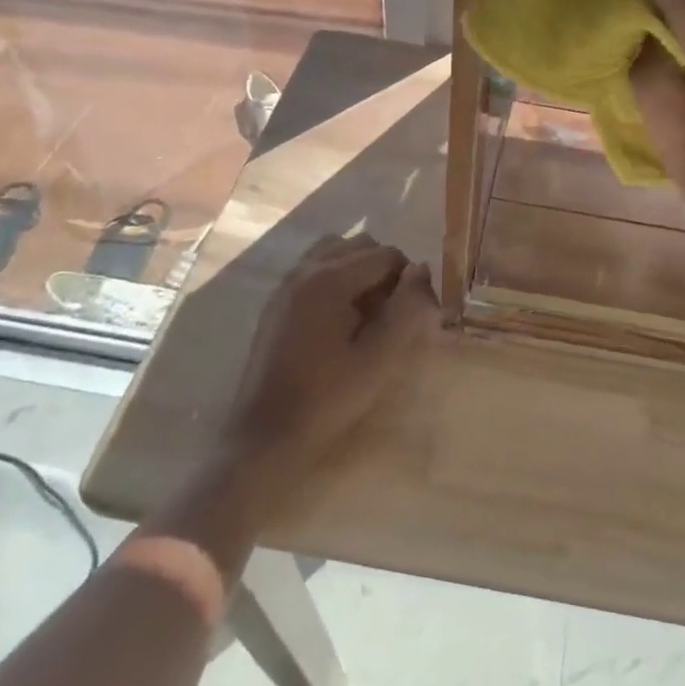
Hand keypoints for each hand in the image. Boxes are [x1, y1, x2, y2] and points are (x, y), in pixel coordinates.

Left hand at [215, 234, 435, 501]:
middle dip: (385, 271)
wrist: (262, 439)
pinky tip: (340, 319)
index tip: (416, 314)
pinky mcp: (276, 301)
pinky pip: (315, 268)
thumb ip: (406, 310)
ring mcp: (286, 283)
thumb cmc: (326, 400)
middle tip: (392, 315)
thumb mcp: (378, 358)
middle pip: (361, 246)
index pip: (386, 255)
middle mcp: (306, 269)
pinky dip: (336, 278)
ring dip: (359, 270)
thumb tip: (422, 271)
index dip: (409, 280)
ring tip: (367, 312)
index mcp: (331, 279)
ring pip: (336, 251)